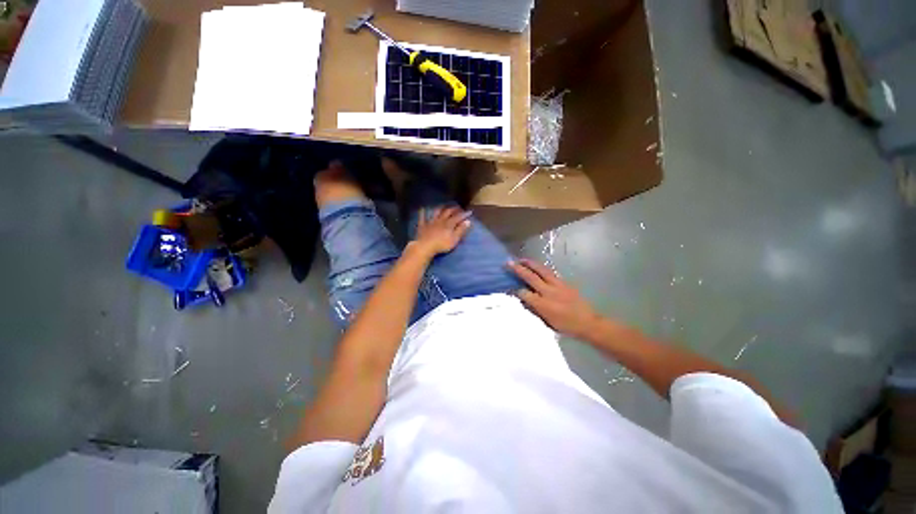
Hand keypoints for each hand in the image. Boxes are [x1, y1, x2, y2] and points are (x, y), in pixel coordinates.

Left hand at [413, 207, 471, 256]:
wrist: (425, 246)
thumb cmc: (442, 244)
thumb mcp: (454, 239)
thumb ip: (461, 230)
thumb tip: (468, 221)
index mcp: (449, 224)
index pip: (458, 217)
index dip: (464, 214)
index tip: (469, 212)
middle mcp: (440, 220)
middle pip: (448, 212)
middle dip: (453, 209)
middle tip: (458, 207)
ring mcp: (431, 222)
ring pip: (436, 212)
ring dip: (440, 208)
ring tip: (443, 205)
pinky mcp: (423, 225)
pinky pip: (422, 217)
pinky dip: (422, 212)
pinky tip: (422, 208)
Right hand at [509, 259, 601, 339]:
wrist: (588, 323)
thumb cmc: (566, 326)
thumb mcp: (546, 322)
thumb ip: (534, 309)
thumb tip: (523, 300)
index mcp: (543, 305)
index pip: (524, 293)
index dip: (515, 290)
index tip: (509, 287)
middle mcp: (549, 292)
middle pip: (531, 277)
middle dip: (518, 269)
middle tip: (509, 263)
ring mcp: (558, 285)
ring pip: (541, 270)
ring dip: (530, 264)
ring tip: (521, 259)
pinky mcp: (564, 283)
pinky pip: (550, 272)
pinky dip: (541, 268)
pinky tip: (536, 266)